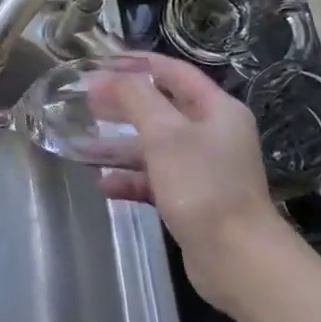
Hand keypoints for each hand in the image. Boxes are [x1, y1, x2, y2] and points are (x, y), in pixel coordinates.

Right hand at [92, 52, 295, 313]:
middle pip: (161, 108)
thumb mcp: (164, 133)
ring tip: (82, 144)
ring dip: (119, 145)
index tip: (100, 62)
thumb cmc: (202, 186)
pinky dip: (130, 179)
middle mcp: (213, 134)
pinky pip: (154, 180)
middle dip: (122, 104)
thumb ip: (134, 98)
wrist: (238, 259)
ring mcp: (203, 169)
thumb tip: (104, 78)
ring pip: (154, 146)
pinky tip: (103, 184)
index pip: (173, 72)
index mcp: (216, 110)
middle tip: (85, 101)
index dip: (137, 63)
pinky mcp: (192, 200)